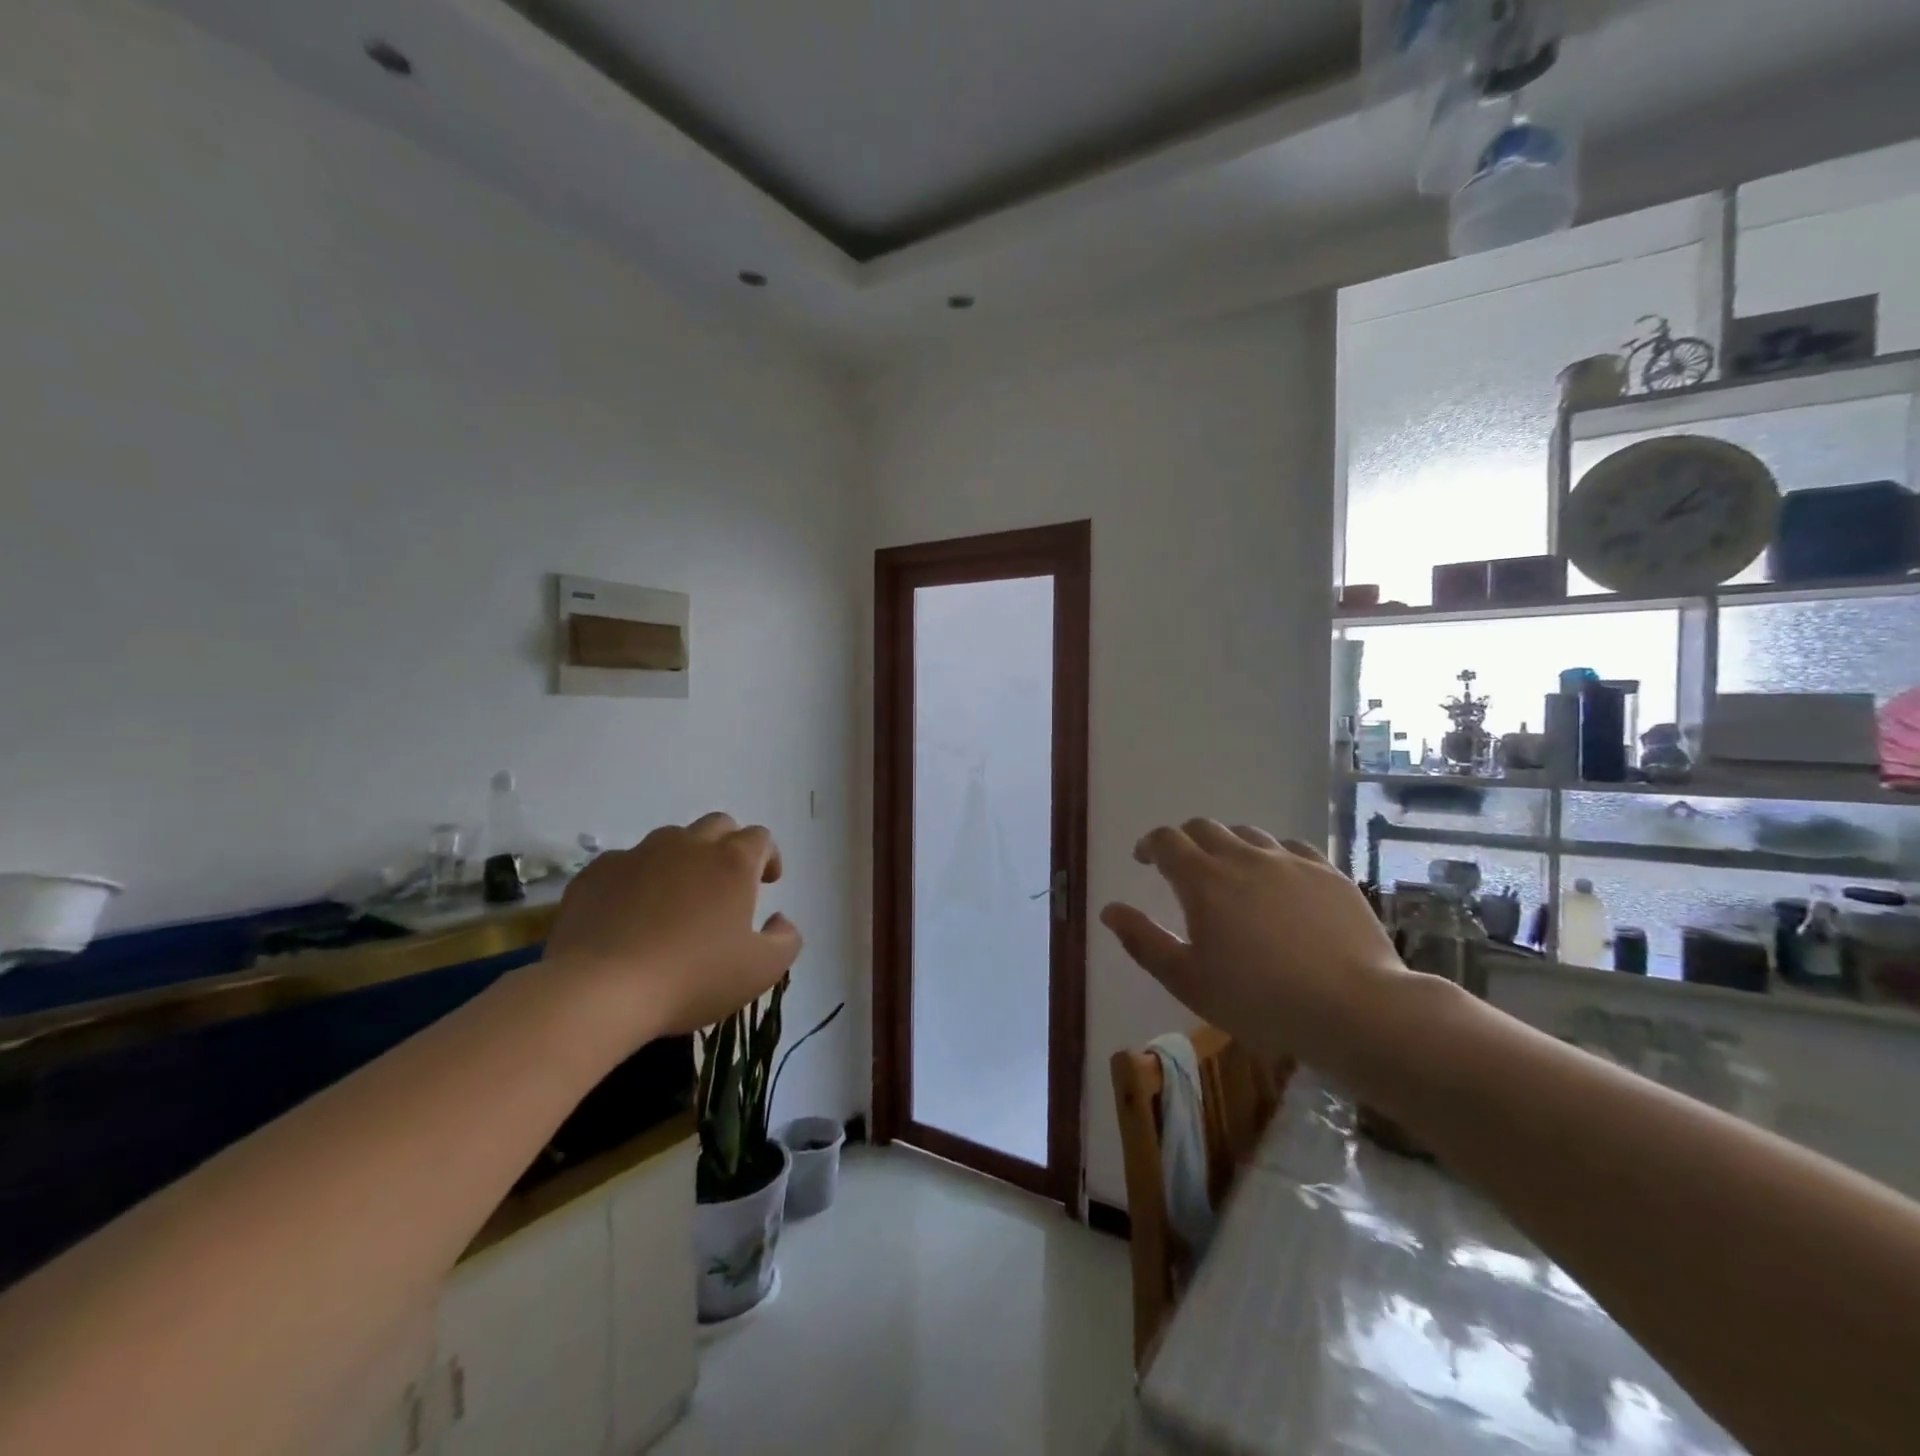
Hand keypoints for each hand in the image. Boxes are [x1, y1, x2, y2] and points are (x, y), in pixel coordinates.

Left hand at [543, 813, 801, 1038]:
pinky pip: (626, 863)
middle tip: (726, 884)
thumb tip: (780, 919)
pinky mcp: (597, 872)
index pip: (760, 837)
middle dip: (728, 846)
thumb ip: (786, 939)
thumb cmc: (692, 977)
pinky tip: (631, 913)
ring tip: (677, 898)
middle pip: (718, 825)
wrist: (599, 990)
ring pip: (670, 840)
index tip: (767, 882)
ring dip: (683, 859)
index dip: (768, 856)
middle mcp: (688, 845)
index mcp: (732, 861)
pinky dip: (638, 879)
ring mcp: (638, 854)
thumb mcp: (761, 970)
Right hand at [1101, 820, 1411, 1064]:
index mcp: (1203, 880)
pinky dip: (1271, 856)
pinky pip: (1290, 848)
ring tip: (1229, 874)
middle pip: (1204, 828)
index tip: (1144, 860)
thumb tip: (1109, 909)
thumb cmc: (1259, 1000)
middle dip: (1184, 841)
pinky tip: (1278, 880)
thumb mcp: (1187, 981)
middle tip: (1181, 867)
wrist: (1354, 1008)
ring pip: (1247, 834)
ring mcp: (1290, 861)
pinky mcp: (1327, 873)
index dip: (1149, 845)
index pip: (1166, 841)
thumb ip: (1142, 941)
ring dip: (1227, 845)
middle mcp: (1243, 858)